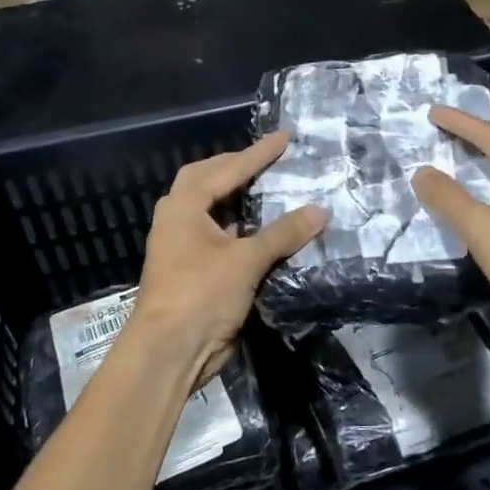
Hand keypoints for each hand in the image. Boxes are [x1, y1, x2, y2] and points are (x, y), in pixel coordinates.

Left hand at [129, 132, 326, 391]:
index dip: (258, 154)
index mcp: (183, 205)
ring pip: (211, 209)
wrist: (169, 351)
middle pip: (207, 180)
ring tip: (268, 187)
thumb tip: (320, 210)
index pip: (227, 169)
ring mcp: (181, 244)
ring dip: (237, 197)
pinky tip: (262, 229)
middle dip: (236, 167)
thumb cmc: (201, 295)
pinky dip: (239, 226)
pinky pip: (218, 235)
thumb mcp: (246, 260)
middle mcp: (178, 218)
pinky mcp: (191, 269)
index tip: (284, 138)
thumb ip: (283, 233)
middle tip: (268, 159)